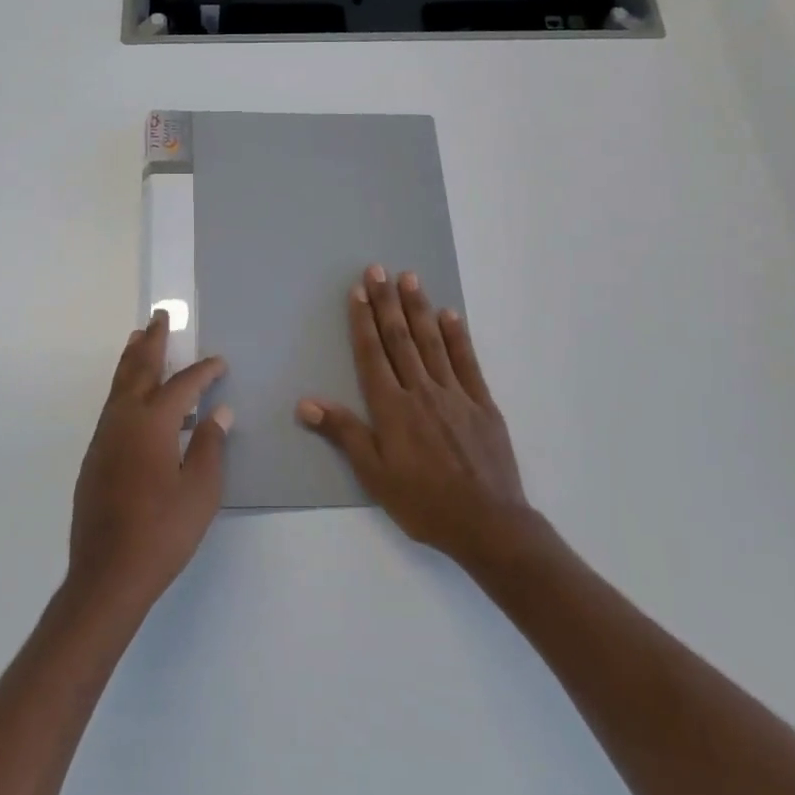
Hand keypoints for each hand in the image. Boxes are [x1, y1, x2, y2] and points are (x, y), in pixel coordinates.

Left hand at [68, 311, 230, 613]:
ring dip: (132, 360)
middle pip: (139, 369)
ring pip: (119, 385)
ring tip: (140, 339)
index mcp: (153, 423)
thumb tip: (219, 413)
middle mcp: (123, 419)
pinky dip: (124, 388)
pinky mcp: (94, 456)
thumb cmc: (162, 532)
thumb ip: (210, 447)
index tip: (220, 362)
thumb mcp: (200, 492)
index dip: (203, 371)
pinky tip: (133, 398)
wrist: (107, 573)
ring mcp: (104, 436)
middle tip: (160, 316)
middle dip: (152, 341)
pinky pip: (112, 406)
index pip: (183, 385)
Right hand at [298, 266, 540, 568]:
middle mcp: (421, 390)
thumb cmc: (424, 502)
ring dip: (418, 308)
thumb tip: (306, 403)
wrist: (489, 524)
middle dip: (386, 302)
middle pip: (400, 338)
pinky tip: (450, 314)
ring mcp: (455, 393)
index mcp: (391, 407)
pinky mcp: (483, 403)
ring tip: (409, 278)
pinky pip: (467, 361)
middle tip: (378, 270)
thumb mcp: (374, 475)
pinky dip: (457, 335)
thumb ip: (344, 433)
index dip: (363, 321)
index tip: (358, 291)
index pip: (372, 354)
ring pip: (431, 341)